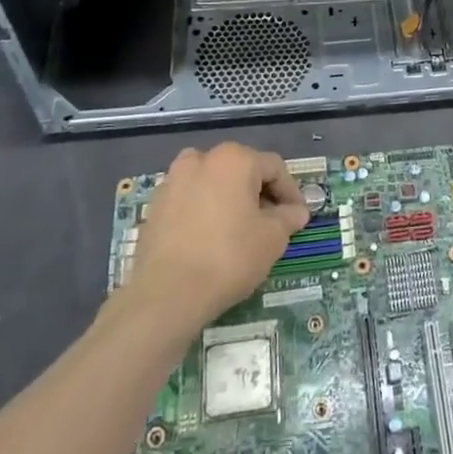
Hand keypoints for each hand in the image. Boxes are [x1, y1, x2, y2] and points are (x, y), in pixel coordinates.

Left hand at [125, 143, 309, 331]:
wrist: (167, 294)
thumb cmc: (229, 257)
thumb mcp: (273, 238)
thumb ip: (288, 218)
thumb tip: (296, 212)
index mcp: (234, 159)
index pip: (274, 168)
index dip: (291, 192)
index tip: (297, 217)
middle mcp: (201, 159)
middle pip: (242, 170)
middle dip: (260, 194)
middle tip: (271, 223)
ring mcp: (173, 181)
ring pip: (213, 183)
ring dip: (230, 199)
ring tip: (239, 228)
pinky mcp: (155, 206)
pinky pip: (190, 200)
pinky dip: (204, 211)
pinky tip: (210, 239)